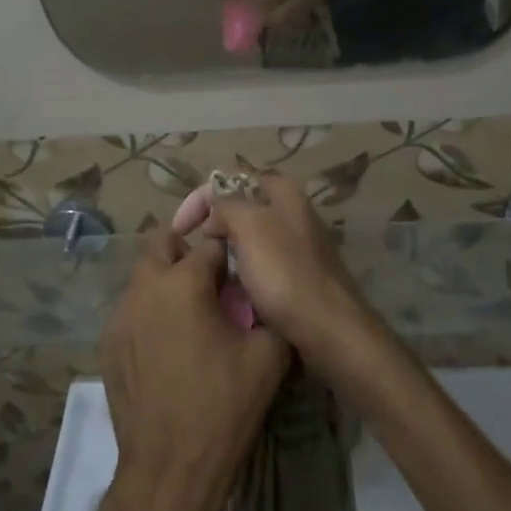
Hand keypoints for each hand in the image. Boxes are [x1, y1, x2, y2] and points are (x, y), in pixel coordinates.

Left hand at [101, 227, 290, 510]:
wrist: (169, 471)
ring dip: (168, 280)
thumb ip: (269, 309)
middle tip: (213, 278)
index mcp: (184, 281)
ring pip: (145, 277)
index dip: (231, 252)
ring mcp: (121, 317)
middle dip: (189, 251)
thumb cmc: (223, 406)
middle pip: (165, 244)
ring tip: (193, 311)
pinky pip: (132, 310)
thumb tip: (266, 295)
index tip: (243, 267)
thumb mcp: (269, 354)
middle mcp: (146, 287)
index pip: (212, 242)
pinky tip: (169, 344)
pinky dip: (151, 311)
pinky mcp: (108, 345)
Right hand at [202, 174, 385, 377]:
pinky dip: (245, 281)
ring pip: (251, 245)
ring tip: (208, 279)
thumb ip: (227, 208)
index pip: (233, 180)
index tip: (180, 229)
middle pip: (244, 212)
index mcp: (285, 194)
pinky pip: (263, 272)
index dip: (202, 198)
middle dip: (216, 229)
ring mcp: (300, 249)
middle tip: (195, 254)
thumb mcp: (250, 226)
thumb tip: (216, 218)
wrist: (329, 330)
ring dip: (228, 258)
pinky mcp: (301, 280)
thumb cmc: (286, 273)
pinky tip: (234, 298)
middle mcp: (295, 215)